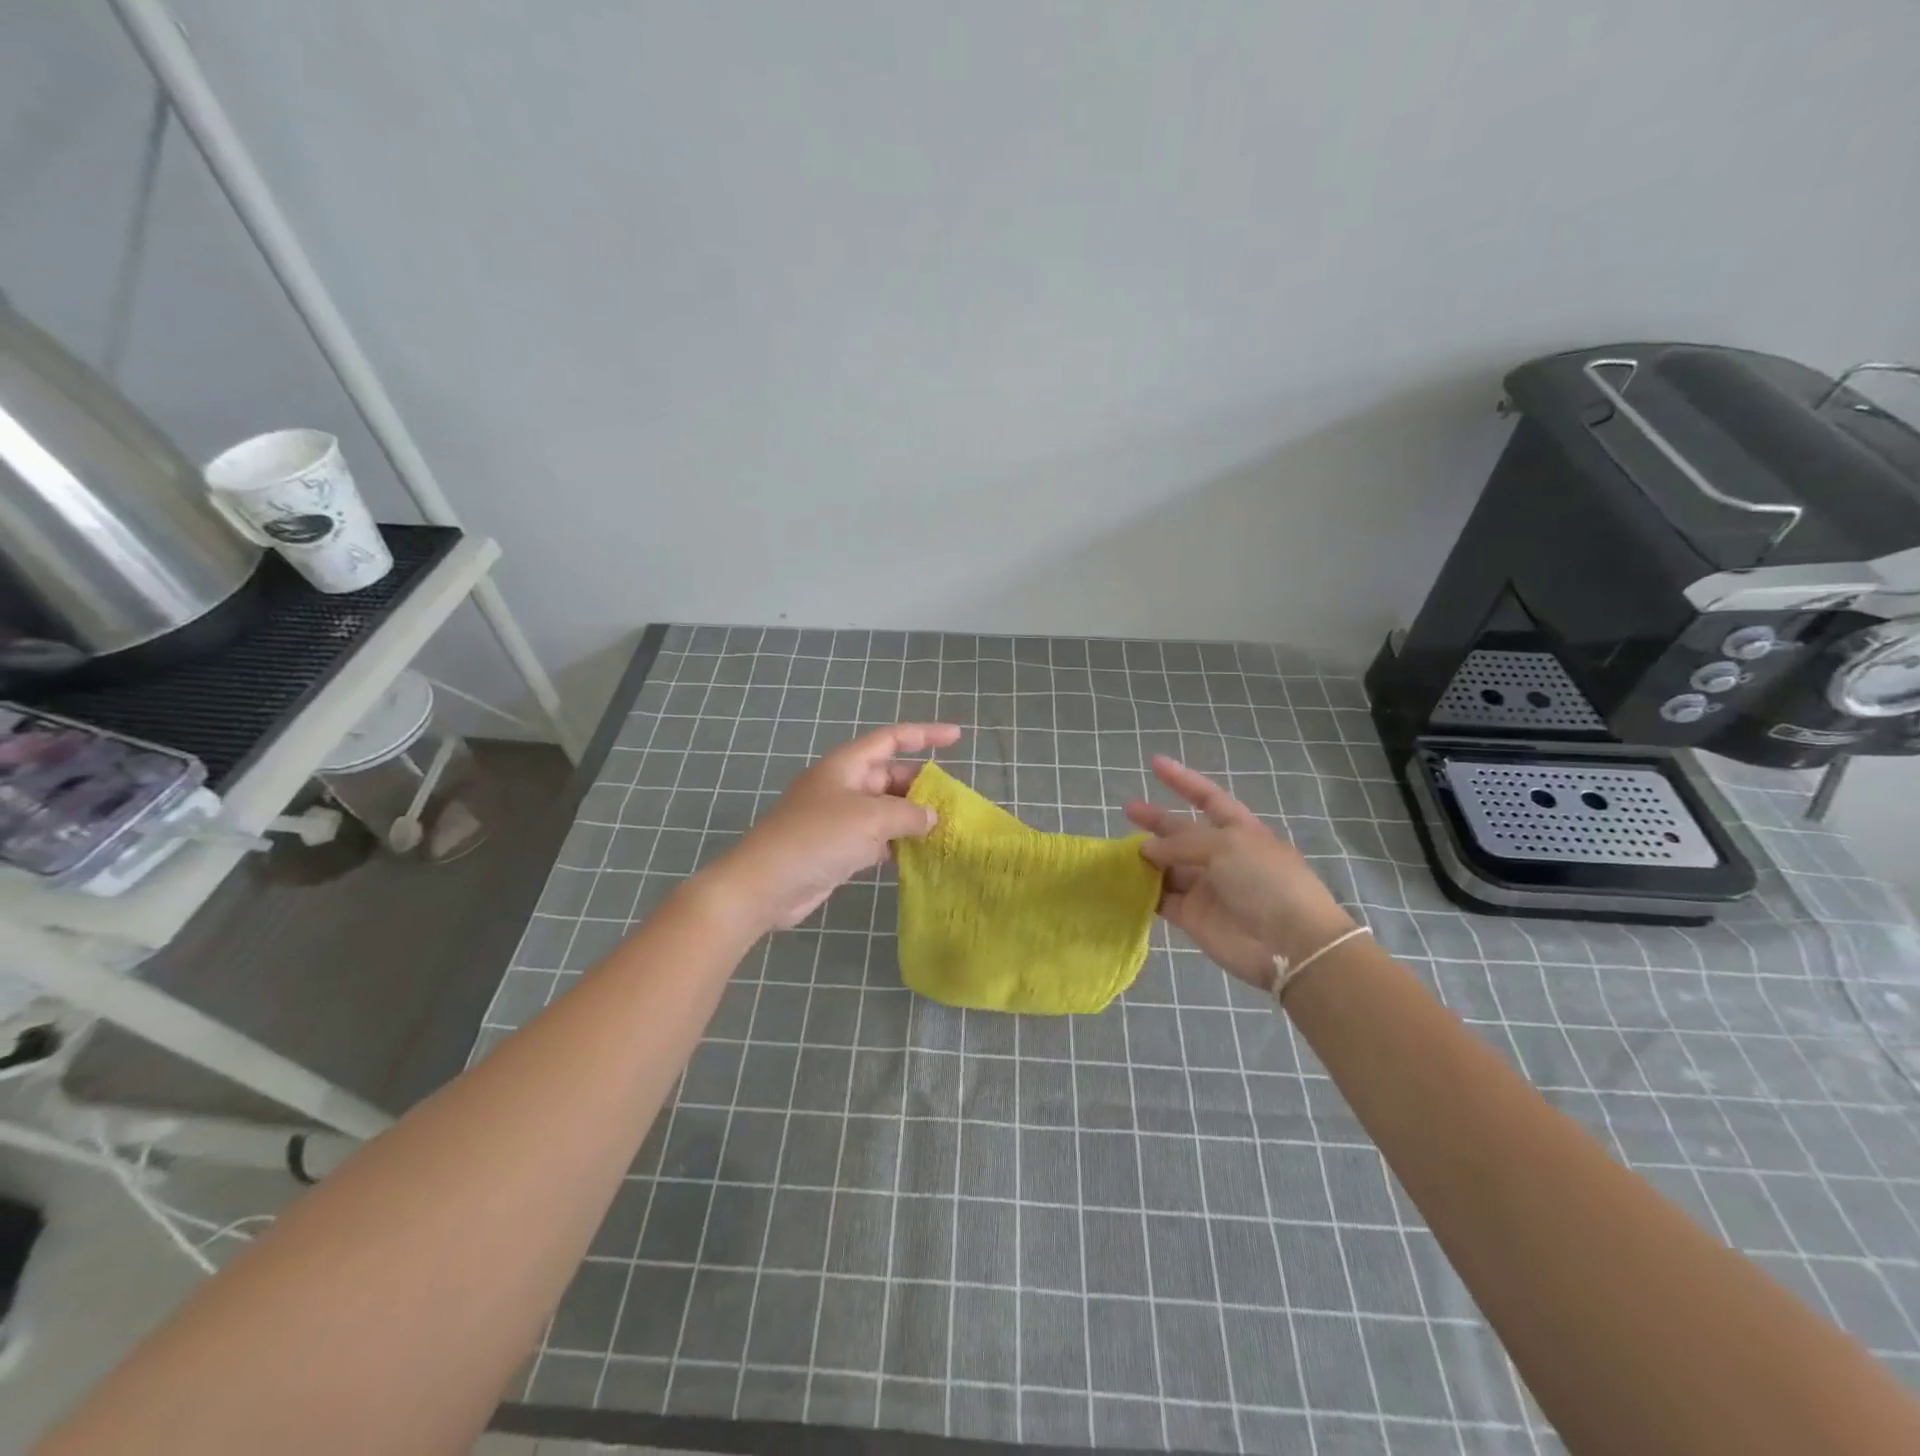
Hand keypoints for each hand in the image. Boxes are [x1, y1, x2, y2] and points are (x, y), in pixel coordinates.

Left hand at [705, 722, 961, 932]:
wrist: (766, 884)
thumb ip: (908, 814)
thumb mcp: (871, 818)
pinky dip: (898, 843)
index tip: (957, 737)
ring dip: (912, 818)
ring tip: (946, 828)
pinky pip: (877, 839)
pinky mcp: (838, 849)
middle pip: (890, 776)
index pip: (891, 739)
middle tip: (954, 802)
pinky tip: (921, 854)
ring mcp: (839, 819)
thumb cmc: (818, 837)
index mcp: (846, 765)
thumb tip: (931, 817)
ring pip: (885, 810)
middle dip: (921, 786)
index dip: (925, 734)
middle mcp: (843, 786)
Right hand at [1125, 755, 1355, 989]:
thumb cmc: (1265, 881)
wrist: (1289, 943)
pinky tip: (1122, 881)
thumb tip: (1147, 849)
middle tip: (1128, 810)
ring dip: (1146, 858)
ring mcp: (1206, 887)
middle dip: (1156, 820)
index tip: (1155, 763)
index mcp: (1239, 830)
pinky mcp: (1193, 916)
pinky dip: (1143, 891)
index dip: (1182, 780)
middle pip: (1182, 832)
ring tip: (1119, 851)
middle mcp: (1221, 856)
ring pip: (1168, 866)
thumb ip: (1181, 842)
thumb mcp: (1226, 846)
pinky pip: (1162, 899)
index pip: (1207, 797)